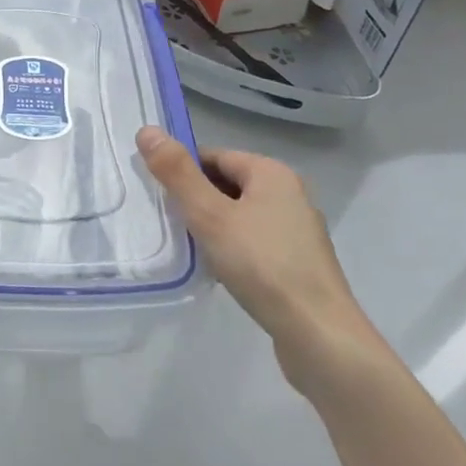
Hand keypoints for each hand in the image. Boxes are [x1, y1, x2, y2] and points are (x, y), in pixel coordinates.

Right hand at [136, 127, 376, 392]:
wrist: (319, 335)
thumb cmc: (262, 266)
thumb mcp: (210, 215)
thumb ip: (177, 174)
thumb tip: (147, 130)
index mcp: (272, 173)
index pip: (214, 156)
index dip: (182, 171)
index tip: (156, 195)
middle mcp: (290, 194)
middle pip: (228, 184)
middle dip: (196, 201)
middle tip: (166, 223)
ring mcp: (297, 231)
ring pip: (240, 216)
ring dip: (212, 228)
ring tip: (187, 249)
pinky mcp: (298, 263)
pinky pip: (254, 242)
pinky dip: (232, 250)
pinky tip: (217, 271)